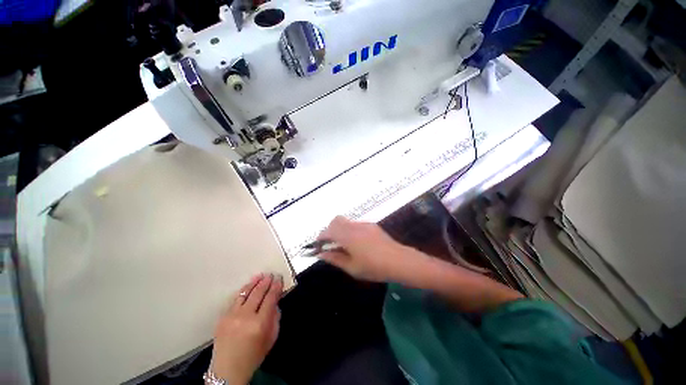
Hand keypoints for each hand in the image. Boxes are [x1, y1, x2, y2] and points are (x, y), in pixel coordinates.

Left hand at [210, 274, 282, 384]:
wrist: (227, 371)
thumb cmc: (253, 356)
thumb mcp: (271, 339)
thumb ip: (275, 318)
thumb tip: (275, 301)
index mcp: (260, 324)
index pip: (270, 298)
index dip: (276, 287)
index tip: (279, 278)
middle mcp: (245, 316)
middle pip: (258, 293)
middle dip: (266, 282)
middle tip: (271, 274)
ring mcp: (232, 316)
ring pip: (245, 293)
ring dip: (254, 282)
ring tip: (261, 275)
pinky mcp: (222, 317)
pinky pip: (235, 299)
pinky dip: (243, 290)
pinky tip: (248, 286)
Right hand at [317, 216, 425, 282]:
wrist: (399, 261)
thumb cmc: (374, 267)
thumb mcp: (352, 267)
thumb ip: (334, 258)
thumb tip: (321, 254)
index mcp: (347, 236)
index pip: (328, 231)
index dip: (321, 238)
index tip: (318, 246)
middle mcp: (354, 226)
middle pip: (336, 220)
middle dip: (330, 230)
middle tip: (331, 245)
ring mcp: (364, 224)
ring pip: (346, 222)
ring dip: (340, 230)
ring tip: (344, 246)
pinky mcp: (371, 225)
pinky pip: (355, 225)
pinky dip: (350, 231)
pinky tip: (357, 244)